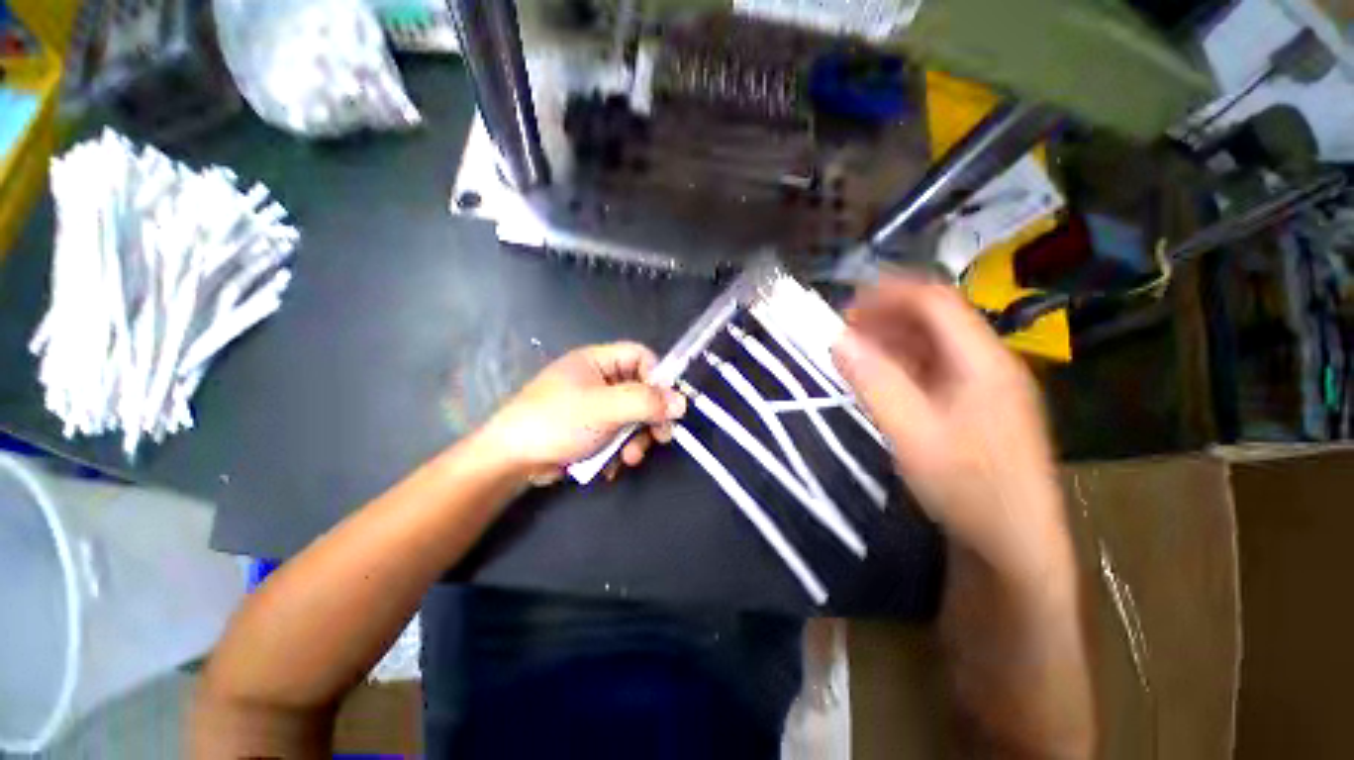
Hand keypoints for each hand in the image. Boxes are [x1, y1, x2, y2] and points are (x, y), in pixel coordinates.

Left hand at [479, 342, 686, 484]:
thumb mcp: (605, 408)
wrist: (512, 460)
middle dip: (649, 417)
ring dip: (635, 439)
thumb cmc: (557, 422)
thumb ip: (646, 402)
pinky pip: (617, 434)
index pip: (640, 356)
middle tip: (660, 438)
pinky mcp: (591, 430)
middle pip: (640, 390)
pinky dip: (619, 449)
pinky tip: (613, 465)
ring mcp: (594, 406)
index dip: (658, 377)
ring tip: (630, 458)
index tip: (668, 403)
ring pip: (631, 416)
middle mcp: (598, 380)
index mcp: (597, 361)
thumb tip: (682, 402)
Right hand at [831, 276, 1066, 585]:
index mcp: (983, 362)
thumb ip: (875, 383)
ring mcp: (984, 385)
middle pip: (936, 319)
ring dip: (892, 339)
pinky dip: (902, 363)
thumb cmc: (969, 489)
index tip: (847, 306)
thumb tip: (839, 340)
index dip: (891, 294)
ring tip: (855, 349)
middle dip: (887, 316)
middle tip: (844, 329)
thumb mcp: (913, 435)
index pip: (937, 302)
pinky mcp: (975, 405)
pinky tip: (880, 376)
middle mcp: (989, 363)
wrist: (1013, 545)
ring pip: (934, 344)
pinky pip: (934, 368)